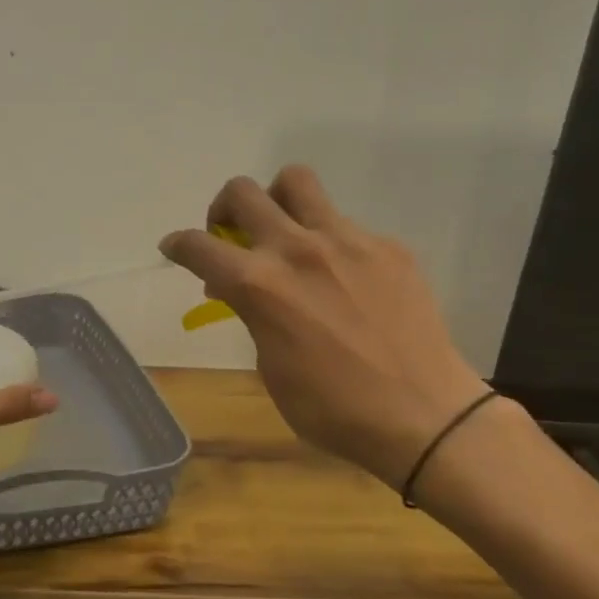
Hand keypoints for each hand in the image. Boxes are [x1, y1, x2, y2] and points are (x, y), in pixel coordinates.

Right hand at [161, 166, 487, 485]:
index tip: (174, 248)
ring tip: (283, 231)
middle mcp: (296, 249)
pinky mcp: (386, 246)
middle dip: (222, 209)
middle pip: (241, 192)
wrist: (424, 416)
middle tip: (231, 236)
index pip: (198, 245)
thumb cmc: (332, 408)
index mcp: (259, 285)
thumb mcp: (270, 367)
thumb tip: (237, 289)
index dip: (177, 244)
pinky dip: (328, 241)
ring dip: (276, 201)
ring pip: (295, 182)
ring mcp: (346, 240)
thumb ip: (251, 314)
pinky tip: (343, 278)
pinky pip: (344, 224)